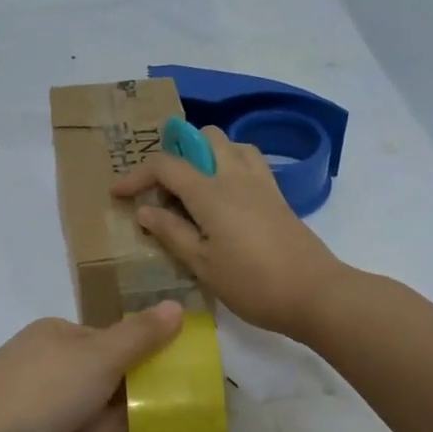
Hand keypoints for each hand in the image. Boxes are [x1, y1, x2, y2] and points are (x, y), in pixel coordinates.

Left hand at [0, 301, 183, 431]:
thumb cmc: (41, 391)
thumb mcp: (97, 355)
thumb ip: (140, 336)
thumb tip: (177, 306)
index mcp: (57, 339)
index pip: (109, 341)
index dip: (146, 352)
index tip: (185, 366)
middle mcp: (53, 373)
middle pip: (110, 381)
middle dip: (146, 393)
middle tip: (196, 404)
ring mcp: (50, 417)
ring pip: (105, 418)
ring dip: (140, 426)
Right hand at [112, 127, 347, 338]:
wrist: (315, 293)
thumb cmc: (252, 283)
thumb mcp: (202, 264)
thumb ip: (171, 232)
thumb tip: (145, 211)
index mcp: (210, 192)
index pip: (165, 165)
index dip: (136, 175)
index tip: (118, 193)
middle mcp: (235, 175)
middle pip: (203, 137)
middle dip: (176, 152)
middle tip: (163, 186)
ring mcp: (260, 182)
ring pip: (230, 144)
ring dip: (206, 154)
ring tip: (193, 186)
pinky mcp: (277, 195)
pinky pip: (249, 160)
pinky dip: (229, 164)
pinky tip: (224, 196)